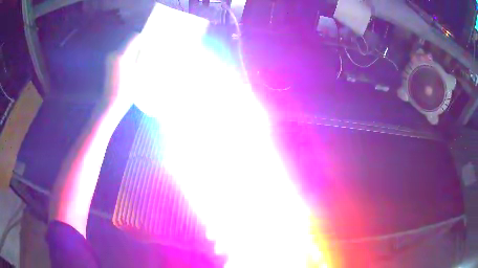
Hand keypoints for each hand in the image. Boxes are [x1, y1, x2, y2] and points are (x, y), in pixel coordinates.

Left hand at [103, 33, 141, 112]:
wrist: (111, 104)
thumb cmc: (127, 91)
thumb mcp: (139, 73)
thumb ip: (143, 56)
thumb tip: (149, 47)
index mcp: (122, 54)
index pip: (134, 36)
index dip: (143, 38)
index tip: (150, 44)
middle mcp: (114, 53)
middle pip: (129, 40)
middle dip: (139, 44)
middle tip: (146, 53)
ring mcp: (110, 58)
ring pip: (126, 47)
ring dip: (133, 50)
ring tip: (139, 61)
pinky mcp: (109, 63)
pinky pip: (121, 53)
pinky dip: (128, 55)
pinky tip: (131, 66)